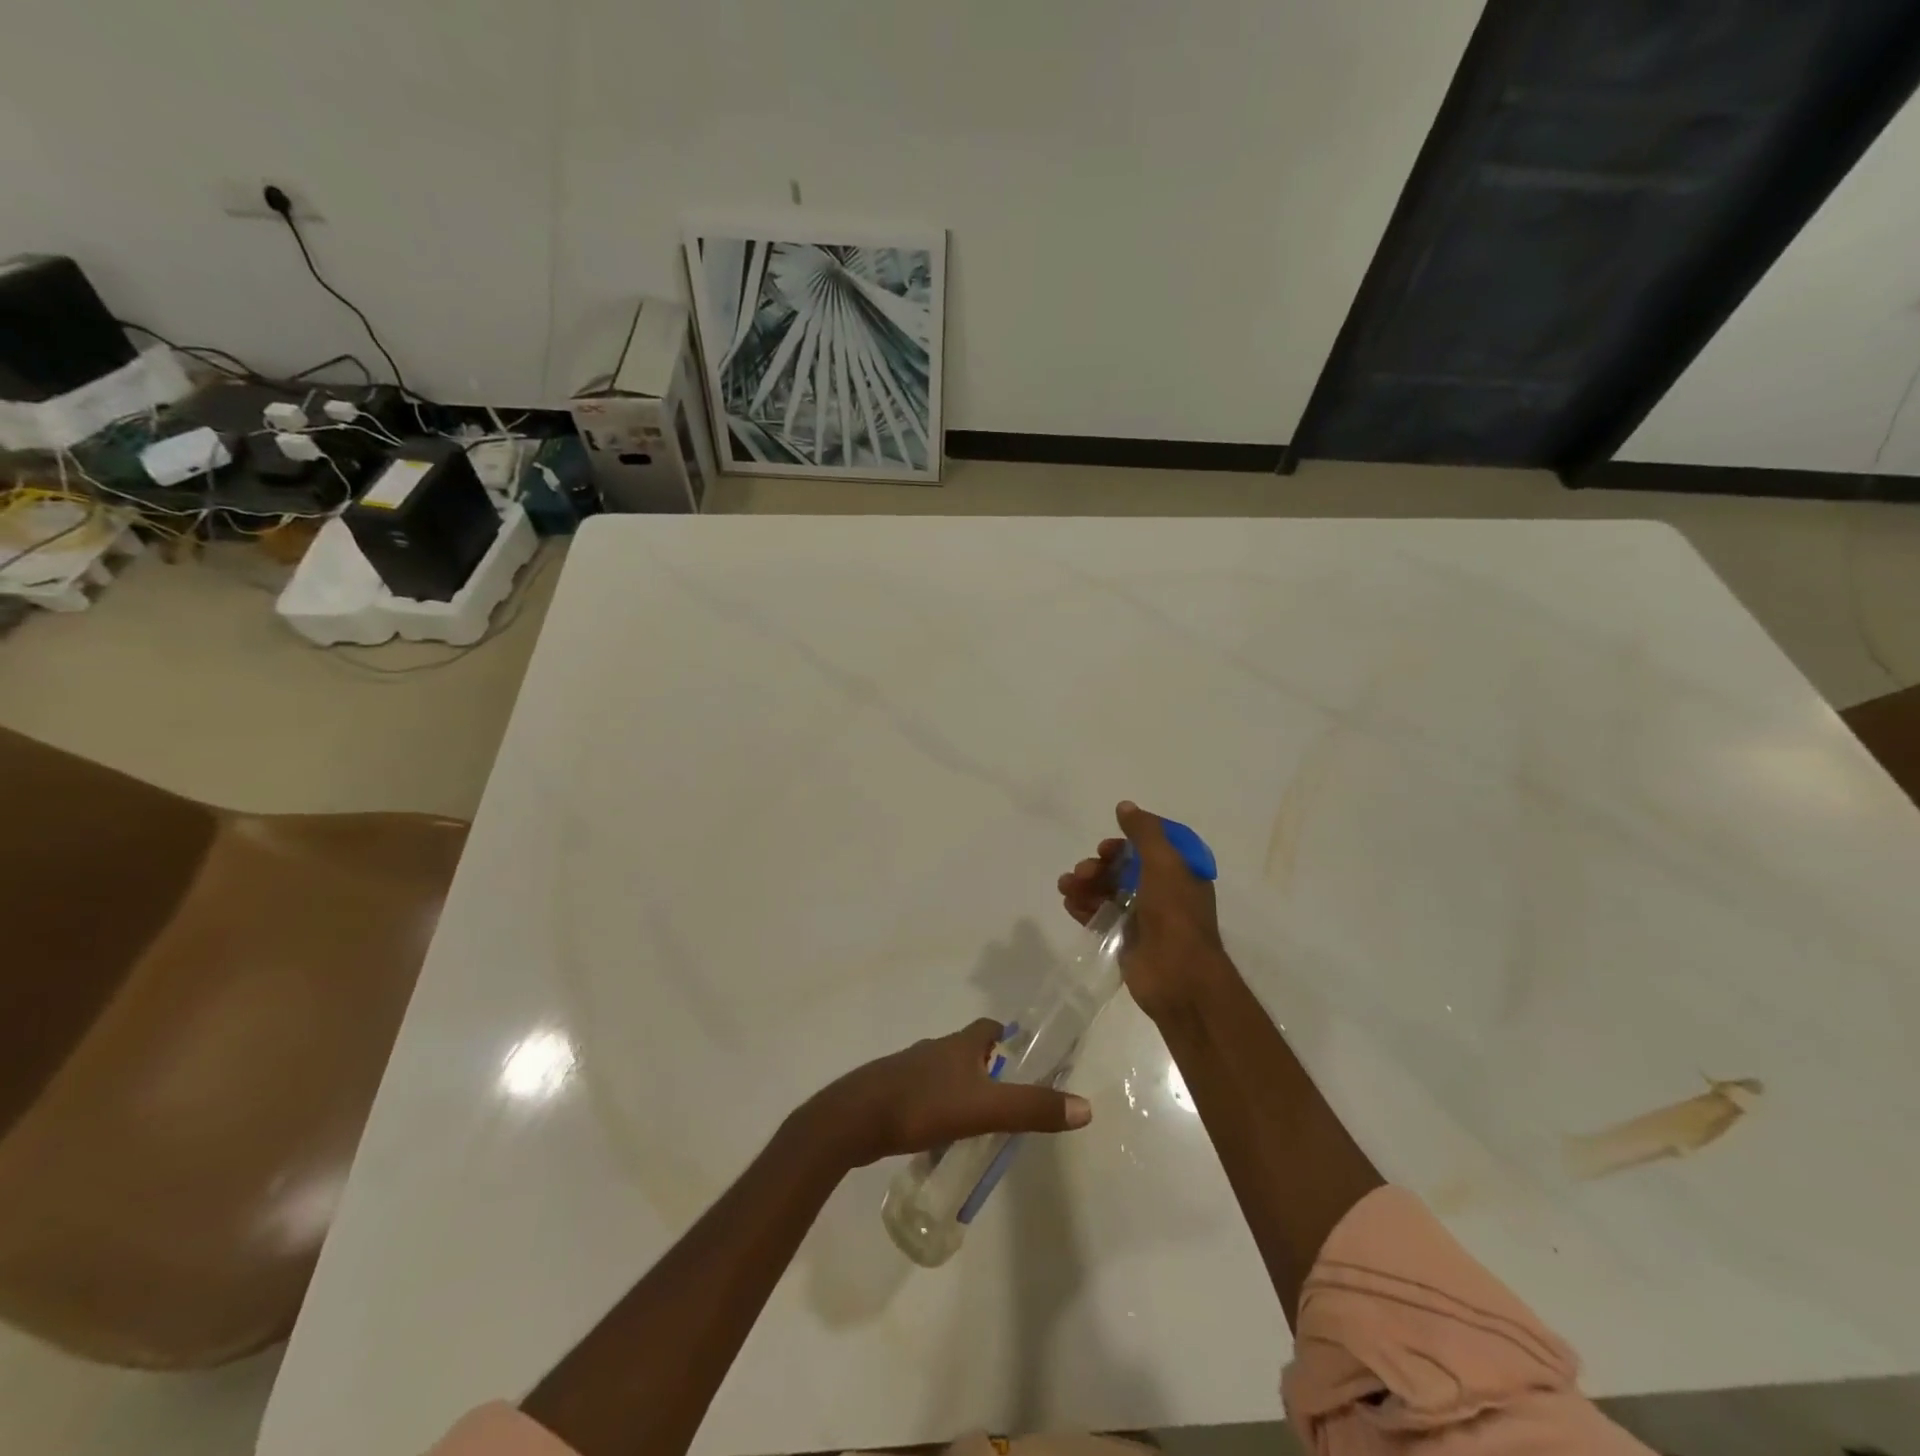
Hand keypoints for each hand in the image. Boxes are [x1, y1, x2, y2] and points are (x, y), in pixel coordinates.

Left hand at [811, 1018, 1092, 1166]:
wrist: (855, 1119)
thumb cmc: (922, 1105)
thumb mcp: (985, 1110)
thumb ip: (1032, 1108)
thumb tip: (1084, 1107)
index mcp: (959, 1045)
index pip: (989, 1028)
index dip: (1007, 1038)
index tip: (1021, 1058)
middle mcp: (935, 1050)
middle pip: (967, 1051)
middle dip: (986, 1070)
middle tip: (1006, 1101)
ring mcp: (909, 1070)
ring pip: (944, 1074)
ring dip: (961, 1091)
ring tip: (976, 1124)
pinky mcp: (890, 1093)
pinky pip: (923, 1096)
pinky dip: (937, 1109)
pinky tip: (938, 1136)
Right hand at [1058, 800, 1227, 1019]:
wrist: (1178, 977)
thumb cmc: (1175, 914)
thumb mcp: (1164, 863)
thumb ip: (1144, 832)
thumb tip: (1125, 806)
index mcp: (1181, 874)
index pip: (1153, 847)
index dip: (1128, 841)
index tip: (1108, 845)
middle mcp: (1165, 893)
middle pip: (1126, 868)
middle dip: (1101, 865)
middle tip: (1084, 870)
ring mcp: (1145, 918)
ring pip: (1110, 891)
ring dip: (1086, 884)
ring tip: (1066, 885)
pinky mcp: (1127, 941)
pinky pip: (1101, 916)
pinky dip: (1084, 906)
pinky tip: (1068, 903)